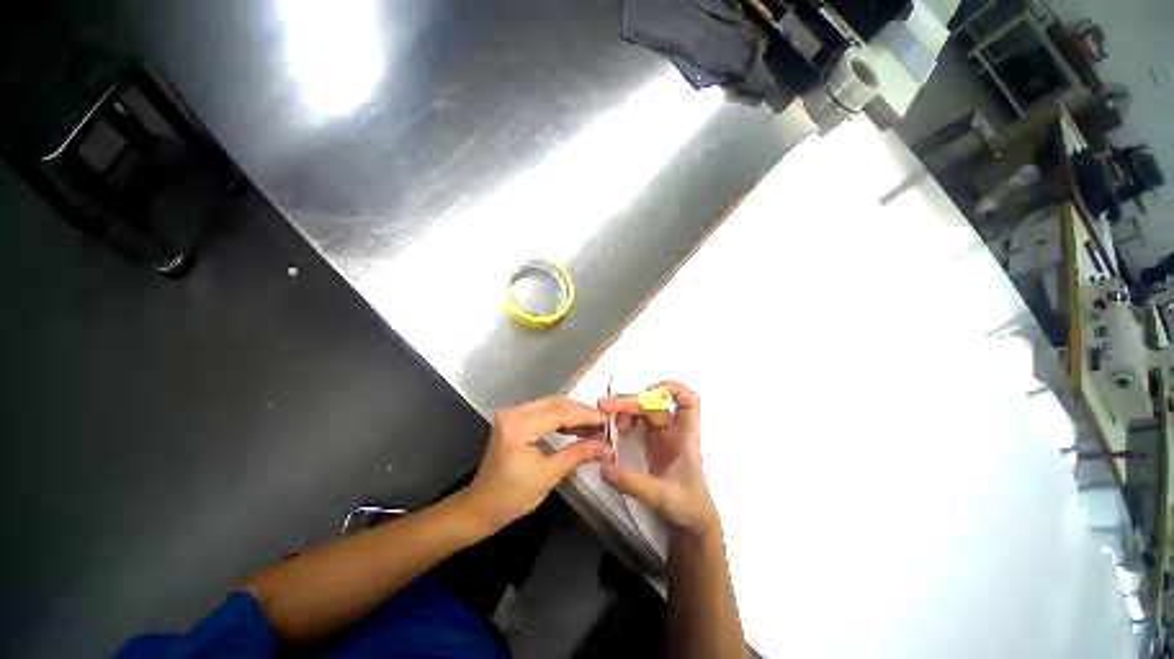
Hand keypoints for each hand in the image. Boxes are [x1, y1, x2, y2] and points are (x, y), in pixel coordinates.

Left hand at [465, 397, 611, 530]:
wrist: (480, 508)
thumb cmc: (511, 497)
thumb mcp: (548, 476)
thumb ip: (577, 455)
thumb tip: (606, 447)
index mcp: (518, 427)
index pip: (558, 413)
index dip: (584, 416)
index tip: (606, 421)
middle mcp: (513, 413)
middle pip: (554, 404)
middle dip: (580, 412)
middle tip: (601, 423)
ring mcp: (511, 415)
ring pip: (550, 405)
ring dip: (571, 413)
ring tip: (592, 425)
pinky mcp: (513, 420)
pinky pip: (542, 412)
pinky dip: (560, 418)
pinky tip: (575, 427)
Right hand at [599, 382, 718, 536]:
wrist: (691, 520)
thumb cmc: (687, 506)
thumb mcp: (660, 496)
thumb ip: (632, 483)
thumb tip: (605, 468)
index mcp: (684, 437)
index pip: (688, 402)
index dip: (672, 390)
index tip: (650, 391)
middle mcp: (674, 431)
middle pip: (654, 404)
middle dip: (630, 401)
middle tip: (605, 406)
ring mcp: (662, 435)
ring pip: (644, 410)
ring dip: (626, 410)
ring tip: (610, 423)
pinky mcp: (652, 442)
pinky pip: (638, 421)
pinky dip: (626, 419)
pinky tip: (617, 429)